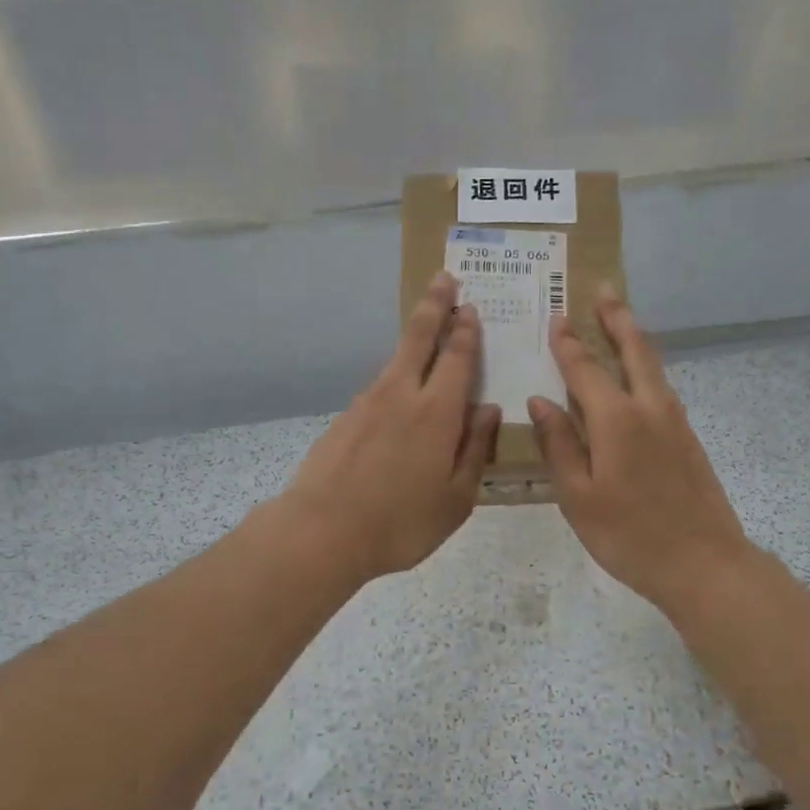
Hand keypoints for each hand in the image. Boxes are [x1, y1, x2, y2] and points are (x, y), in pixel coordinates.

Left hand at [279, 272, 500, 582]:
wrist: (321, 531)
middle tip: (444, 278)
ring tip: (427, 330)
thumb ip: (475, 449)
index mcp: (436, 412)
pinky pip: (379, 388)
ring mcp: (367, 403)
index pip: (457, 357)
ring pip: (396, 360)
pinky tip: (398, 395)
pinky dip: (395, 377)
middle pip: (419, 337)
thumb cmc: (400, 522)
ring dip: (414, 338)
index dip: (466, 330)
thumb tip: (488, 409)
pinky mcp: (345, 418)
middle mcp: (401, 394)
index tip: (470, 306)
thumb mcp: (455, 498)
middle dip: (435, 305)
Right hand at [527, 294, 752, 616]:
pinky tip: (637, 378)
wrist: (704, 564)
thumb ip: (558, 445)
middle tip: (603, 290)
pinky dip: (646, 368)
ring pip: (653, 366)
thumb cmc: (629, 535)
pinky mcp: (688, 439)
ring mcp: (675, 422)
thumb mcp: (578, 496)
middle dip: (616, 318)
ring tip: (619, 320)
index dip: (568, 343)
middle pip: (633, 349)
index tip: (556, 317)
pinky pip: (661, 388)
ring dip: (634, 338)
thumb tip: (539, 402)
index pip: (584, 368)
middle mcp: (650, 408)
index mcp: (616, 419)